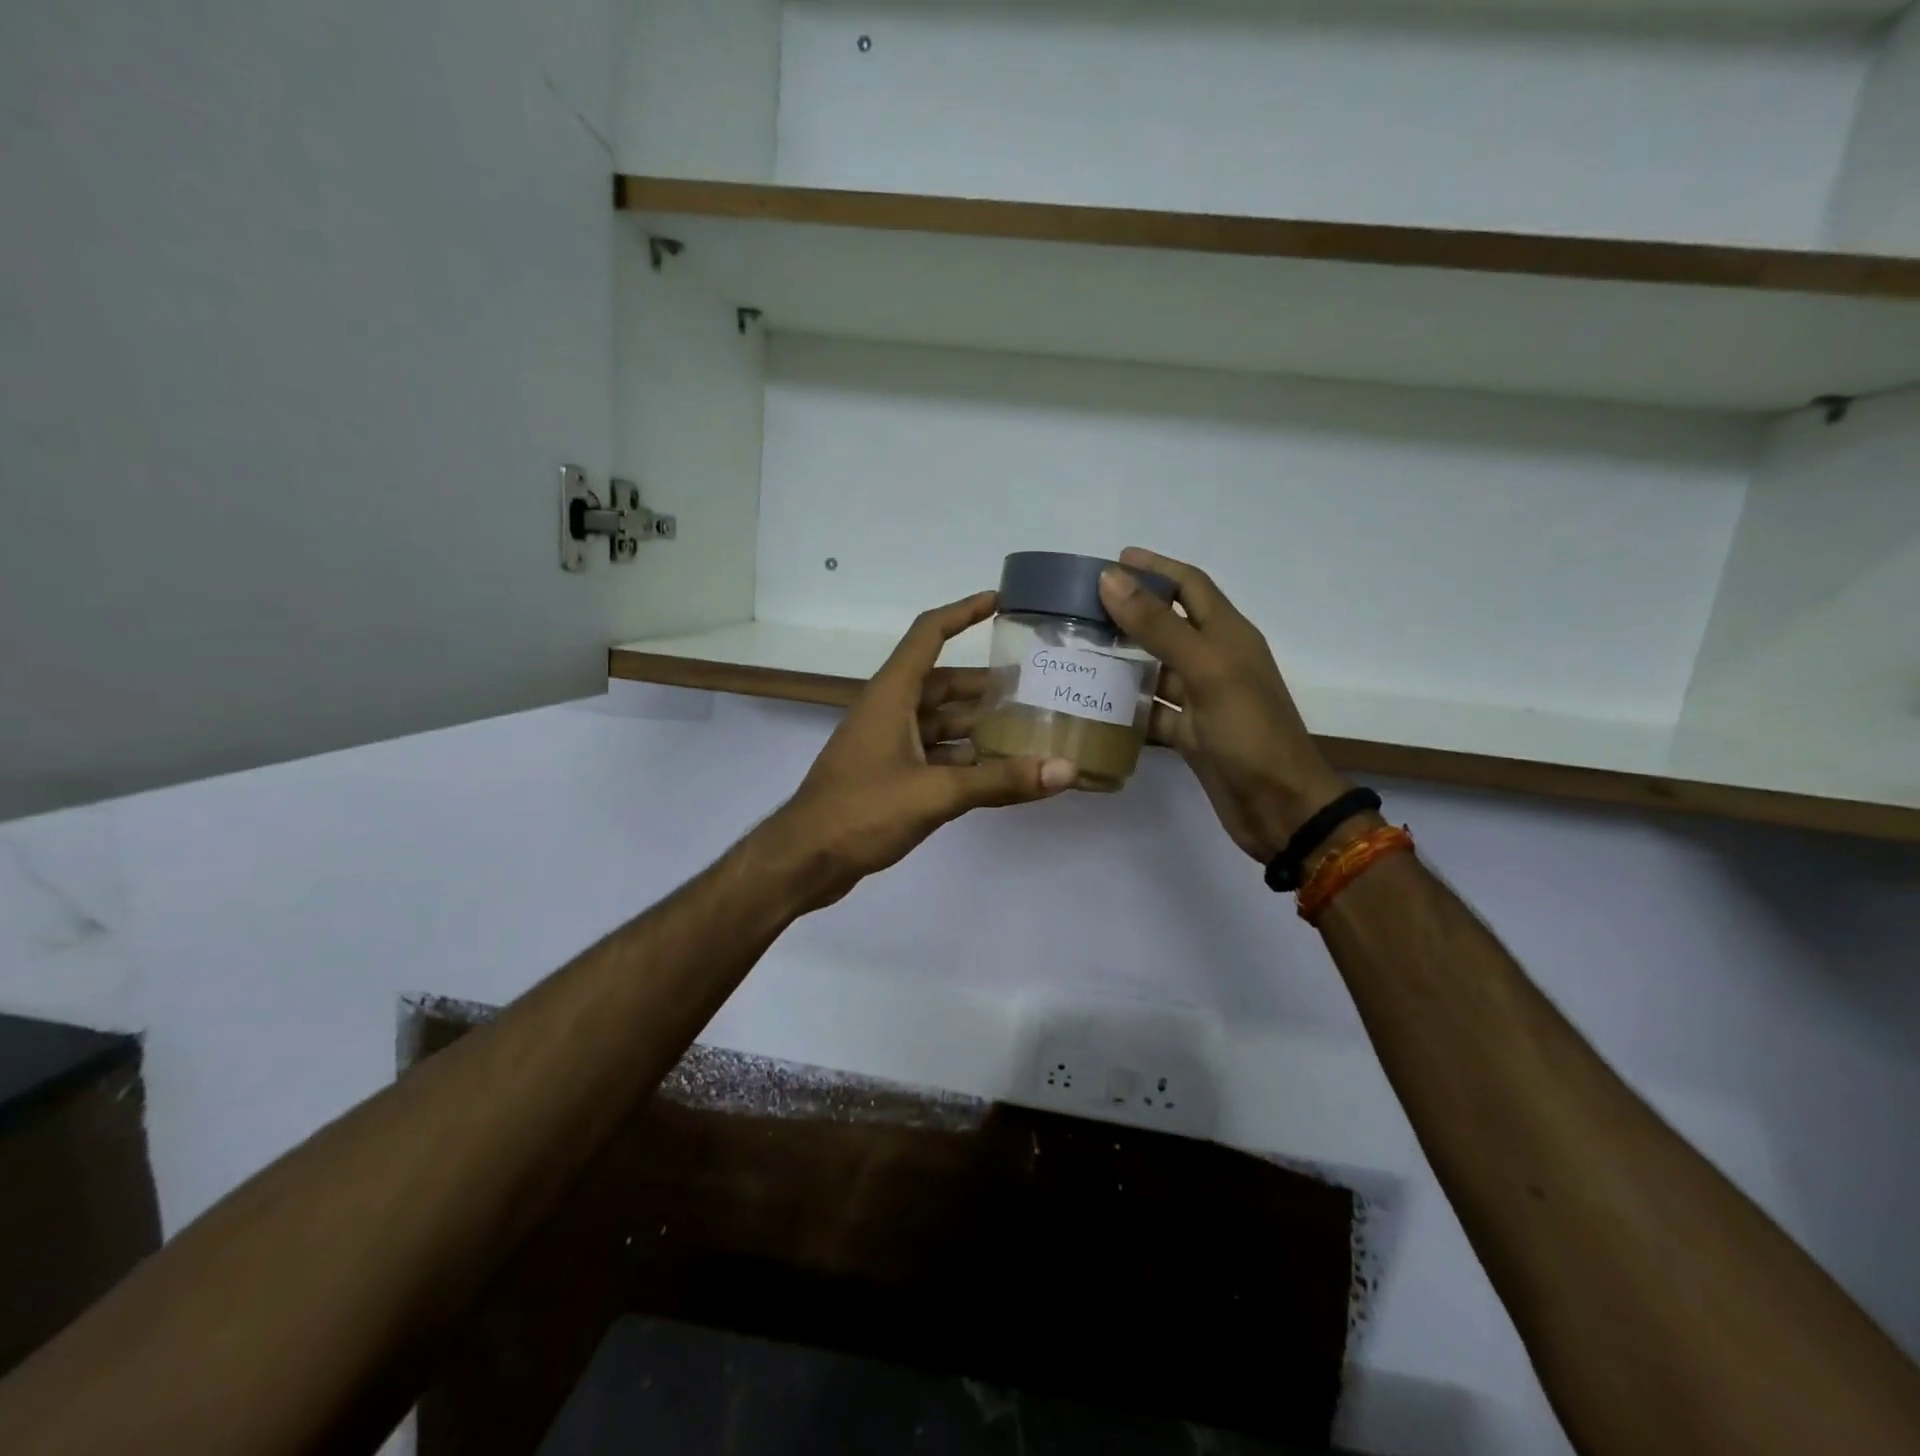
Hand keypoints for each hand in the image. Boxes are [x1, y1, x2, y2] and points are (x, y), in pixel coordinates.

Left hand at [761, 591, 1076, 908]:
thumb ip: (999, 780)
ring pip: (941, 724)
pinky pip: (935, 755)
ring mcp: (888, 745)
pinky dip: (965, 760)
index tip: (1000, 600)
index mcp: (891, 695)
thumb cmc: (861, 811)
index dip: (963, 613)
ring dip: (979, 726)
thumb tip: (1065, 768)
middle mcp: (890, 711)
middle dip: (986, 685)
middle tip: (1036, 687)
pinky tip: (998, 772)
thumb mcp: (935, 793)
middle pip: (943, 684)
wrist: (805, 859)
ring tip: (1028, 730)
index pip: (929, 635)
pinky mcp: (889, 776)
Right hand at [1099, 549, 1349, 862]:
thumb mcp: (1206, 670)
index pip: (1190, 585)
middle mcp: (1215, 660)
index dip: (1155, 568)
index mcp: (1228, 635)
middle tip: (1081, 606)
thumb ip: (1159, 626)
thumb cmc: (1249, 732)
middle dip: (1130, 610)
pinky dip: (1126, 704)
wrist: (1279, 807)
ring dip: (1121, 657)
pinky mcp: (1189, 733)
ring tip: (1077, 649)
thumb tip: (1111, 578)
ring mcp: (1201, 699)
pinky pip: (1152, 709)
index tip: (1113, 559)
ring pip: (1155, 667)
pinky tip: (1093, 702)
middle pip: (1168, 623)